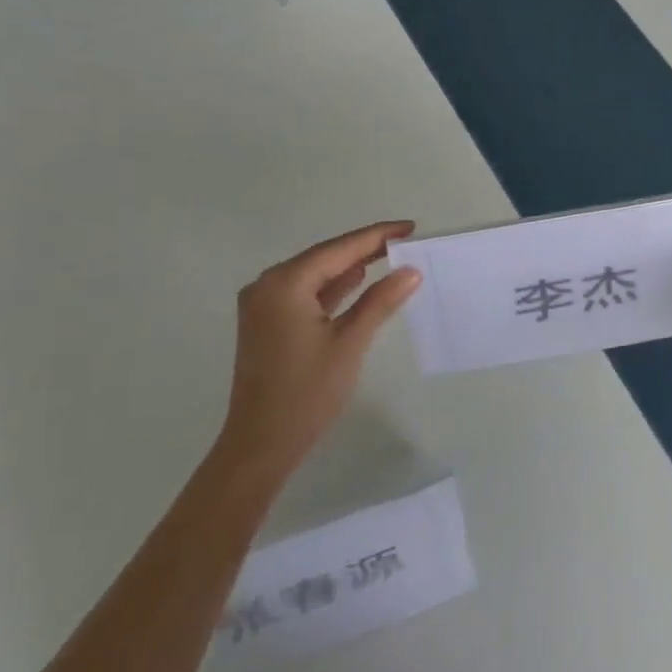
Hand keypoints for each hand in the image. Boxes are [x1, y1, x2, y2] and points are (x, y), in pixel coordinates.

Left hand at [218, 222, 422, 473]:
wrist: (261, 444)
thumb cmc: (307, 393)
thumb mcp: (349, 343)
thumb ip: (380, 301)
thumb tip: (410, 271)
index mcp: (284, 284)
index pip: (338, 249)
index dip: (375, 236)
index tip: (408, 227)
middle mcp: (267, 286)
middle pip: (323, 258)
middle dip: (363, 249)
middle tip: (403, 241)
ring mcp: (262, 305)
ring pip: (313, 276)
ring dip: (348, 268)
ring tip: (388, 256)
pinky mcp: (265, 324)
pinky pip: (303, 295)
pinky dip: (331, 290)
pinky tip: (356, 282)